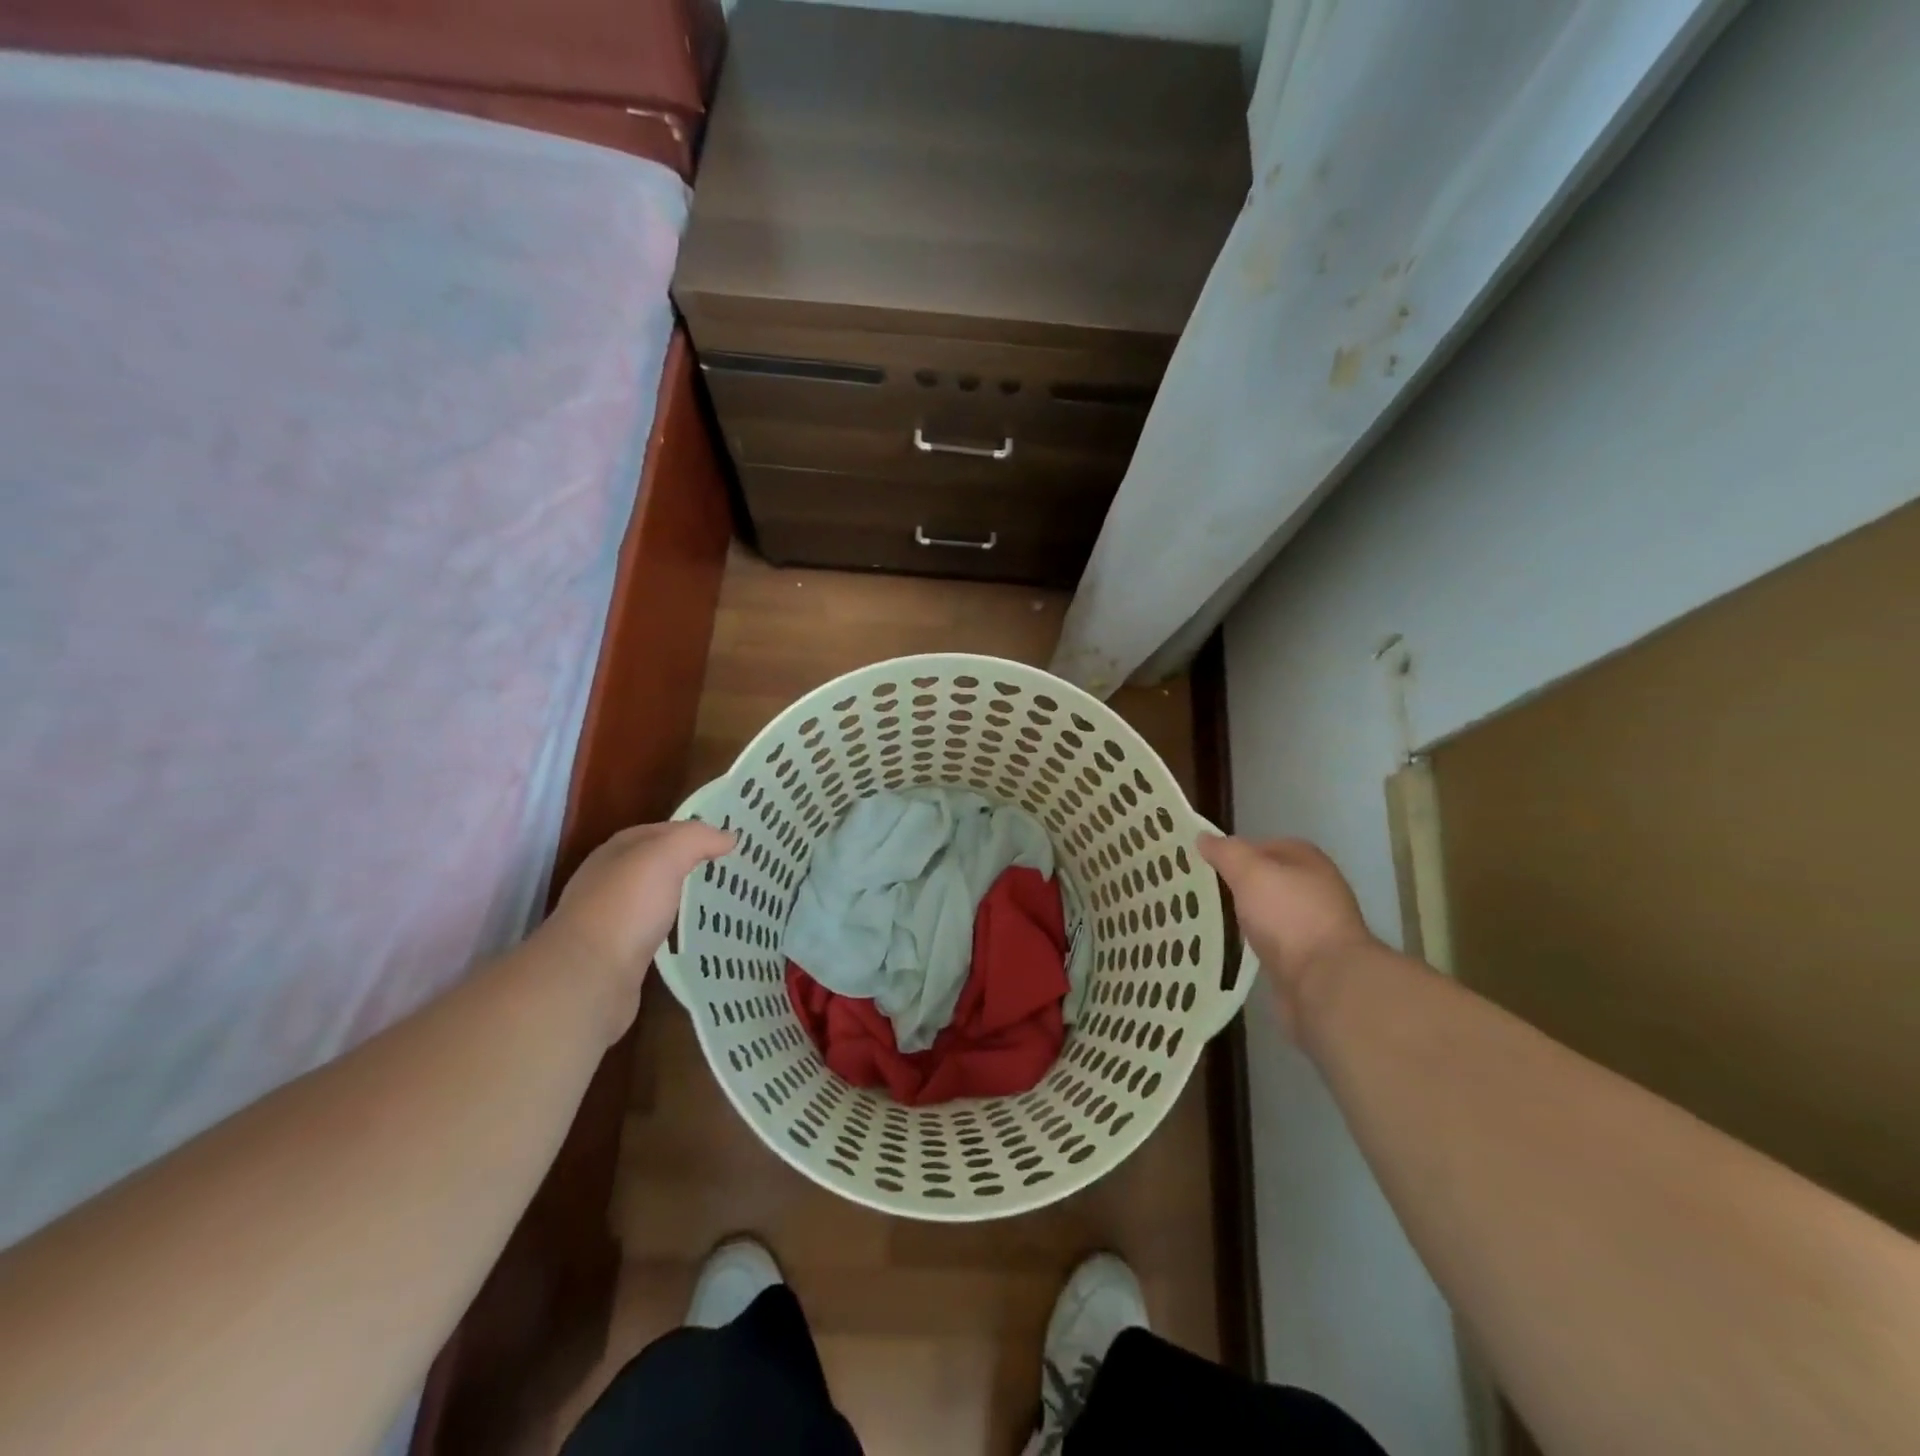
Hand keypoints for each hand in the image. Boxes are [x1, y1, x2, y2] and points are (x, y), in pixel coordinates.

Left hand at [545, 820, 735, 996]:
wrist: (588, 977)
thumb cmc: (626, 906)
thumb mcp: (664, 856)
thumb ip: (696, 839)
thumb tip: (728, 836)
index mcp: (616, 851)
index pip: (660, 830)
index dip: (693, 832)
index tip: (729, 842)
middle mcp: (609, 880)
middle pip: (656, 864)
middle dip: (689, 864)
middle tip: (729, 872)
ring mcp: (611, 919)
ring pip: (655, 898)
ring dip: (681, 897)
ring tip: (719, 902)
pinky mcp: (619, 953)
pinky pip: (654, 931)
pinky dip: (673, 929)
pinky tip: (693, 935)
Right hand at [1198, 834, 1379, 1033]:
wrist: (1325, 982)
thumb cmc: (1288, 915)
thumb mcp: (1250, 872)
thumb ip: (1226, 852)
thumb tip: (1204, 837)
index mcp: (1307, 859)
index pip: (1262, 845)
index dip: (1232, 852)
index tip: (1202, 864)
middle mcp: (1315, 887)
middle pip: (1266, 878)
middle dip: (1236, 884)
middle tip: (1200, 891)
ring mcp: (1314, 924)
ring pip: (1268, 910)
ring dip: (1244, 914)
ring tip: (1209, 917)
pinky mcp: (1307, 957)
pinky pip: (1272, 939)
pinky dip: (1254, 940)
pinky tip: (1233, 945)